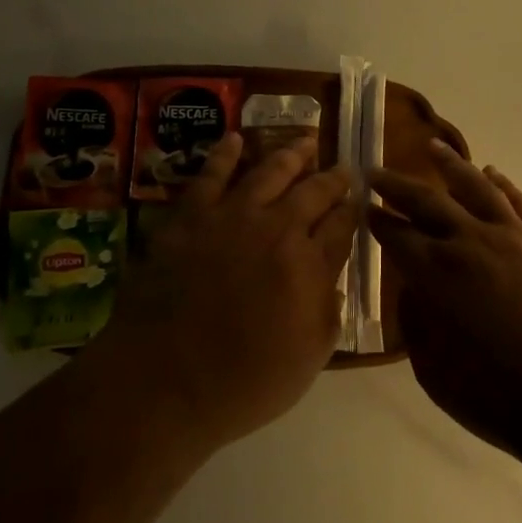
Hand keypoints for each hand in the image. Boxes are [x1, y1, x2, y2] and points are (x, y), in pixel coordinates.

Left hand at [84, 132, 357, 448]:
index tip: (358, 201)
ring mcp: (232, 217)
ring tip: (307, 140)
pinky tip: (235, 139)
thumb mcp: (309, 359)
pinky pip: (210, 175)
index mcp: (309, 266)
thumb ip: (328, 313)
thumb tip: (333, 279)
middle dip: (333, 178)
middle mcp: (278, 229)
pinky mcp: (191, 216)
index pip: (341, 227)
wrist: (163, 382)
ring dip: (292, 154)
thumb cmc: (242, 383)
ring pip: (270, 172)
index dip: (352, 211)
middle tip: (343, 168)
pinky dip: (224, 153)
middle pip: (313, 193)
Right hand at [368, 144, 521, 455]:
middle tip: (377, 171)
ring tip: (433, 147)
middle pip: (427, 202)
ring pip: (476, 187)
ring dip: (450, 165)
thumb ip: (417, 324)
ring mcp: (514, 238)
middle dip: (397, 185)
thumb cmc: (500, 399)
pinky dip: (503, 184)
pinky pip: (520, 203)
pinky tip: (491, 173)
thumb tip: (415, 288)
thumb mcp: (435, 373)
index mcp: (438, 275)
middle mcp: (472, 243)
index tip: (364, 206)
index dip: (377, 220)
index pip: (397, 236)